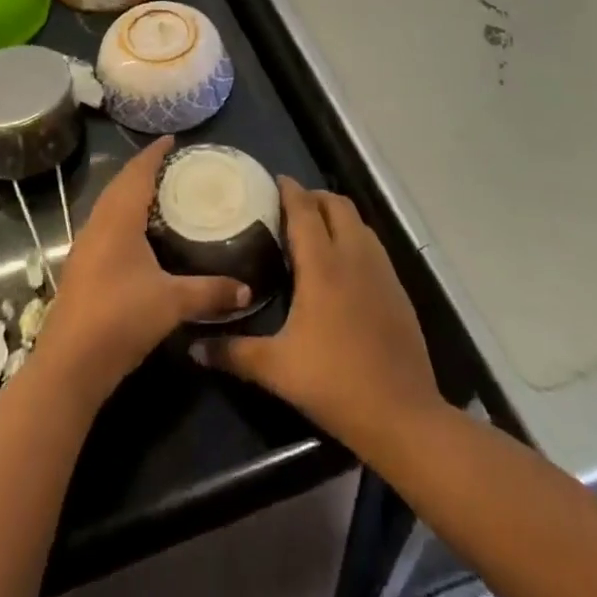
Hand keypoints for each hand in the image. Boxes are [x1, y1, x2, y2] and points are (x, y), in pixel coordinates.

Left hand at [33, 137, 253, 406]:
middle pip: (121, 184)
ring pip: (110, 204)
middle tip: (173, 165)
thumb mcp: (172, 303)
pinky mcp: (82, 266)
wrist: (69, 363)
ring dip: (131, 192)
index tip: (172, 139)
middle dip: (144, 170)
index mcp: (118, 218)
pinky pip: (105, 224)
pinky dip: (123, 215)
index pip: (137, 172)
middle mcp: (98, 223)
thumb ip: (210, 291)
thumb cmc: (121, 319)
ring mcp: (86, 245)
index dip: (154, 153)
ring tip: (160, 193)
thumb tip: (246, 289)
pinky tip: (139, 233)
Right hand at [194, 181, 442, 451]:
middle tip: (289, 208)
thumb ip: (233, 352)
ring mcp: (381, 271)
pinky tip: (341, 265)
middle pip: (336, 204)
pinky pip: (372, 245)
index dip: (289, 190)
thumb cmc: (335, 383)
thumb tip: (193, 346)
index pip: (305, 210)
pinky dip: (354, 238)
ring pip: (358, 222)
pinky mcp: (398, 289)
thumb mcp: (277, 369)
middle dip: (313, 197)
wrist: (403, 416)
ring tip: (314, 231)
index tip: (272, 180)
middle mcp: (354, 256)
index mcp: (323, 265)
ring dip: (336, 215)